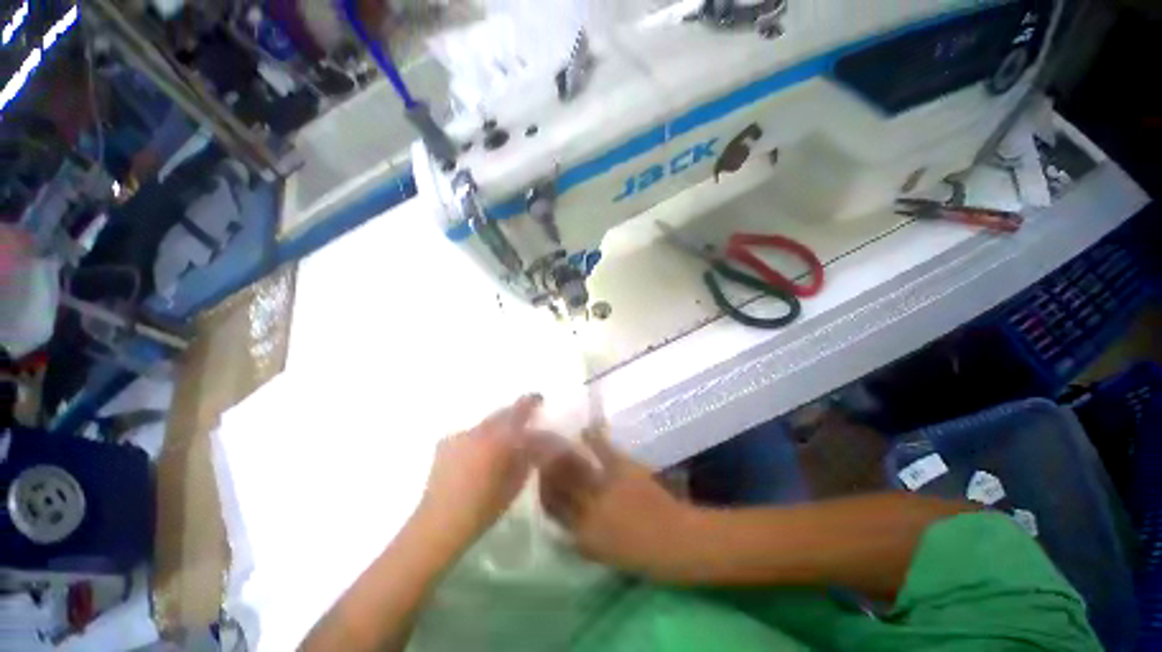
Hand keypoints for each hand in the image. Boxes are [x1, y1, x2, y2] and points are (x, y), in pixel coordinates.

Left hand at [416, 395, 545, 549]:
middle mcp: (480, 429)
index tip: (539, 400)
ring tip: (498, 444)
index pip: (520, 410)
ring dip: (496, 428)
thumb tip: (536, 440)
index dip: (531, 402)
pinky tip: (477, 455)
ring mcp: (461, 435)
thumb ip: (528, 456)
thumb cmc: (484, 506)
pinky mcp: (445, 443)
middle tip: (522, 425)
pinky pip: (469, 434)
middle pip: (502, 413)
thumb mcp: (516, 482)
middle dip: (514, 415)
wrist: (440, 523)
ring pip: (485, 424)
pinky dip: (477, 439)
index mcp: (500, 437)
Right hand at [539, 429, 699, 581]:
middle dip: (544, 463)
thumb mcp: (605, 553)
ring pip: (574, 465)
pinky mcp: (623, 470)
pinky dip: (594, 437)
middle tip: (537, 448)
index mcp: (582, 533)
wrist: (678, 542)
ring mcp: (605, 486)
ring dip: (561, 450)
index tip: (536, 474)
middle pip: (557, 482)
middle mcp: (587, 509)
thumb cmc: (643, 555)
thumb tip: (566, 524)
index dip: (541, 488)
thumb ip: (582, 538)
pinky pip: (604, 450)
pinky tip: (586, 429)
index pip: (551, 507)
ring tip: (553, 438)